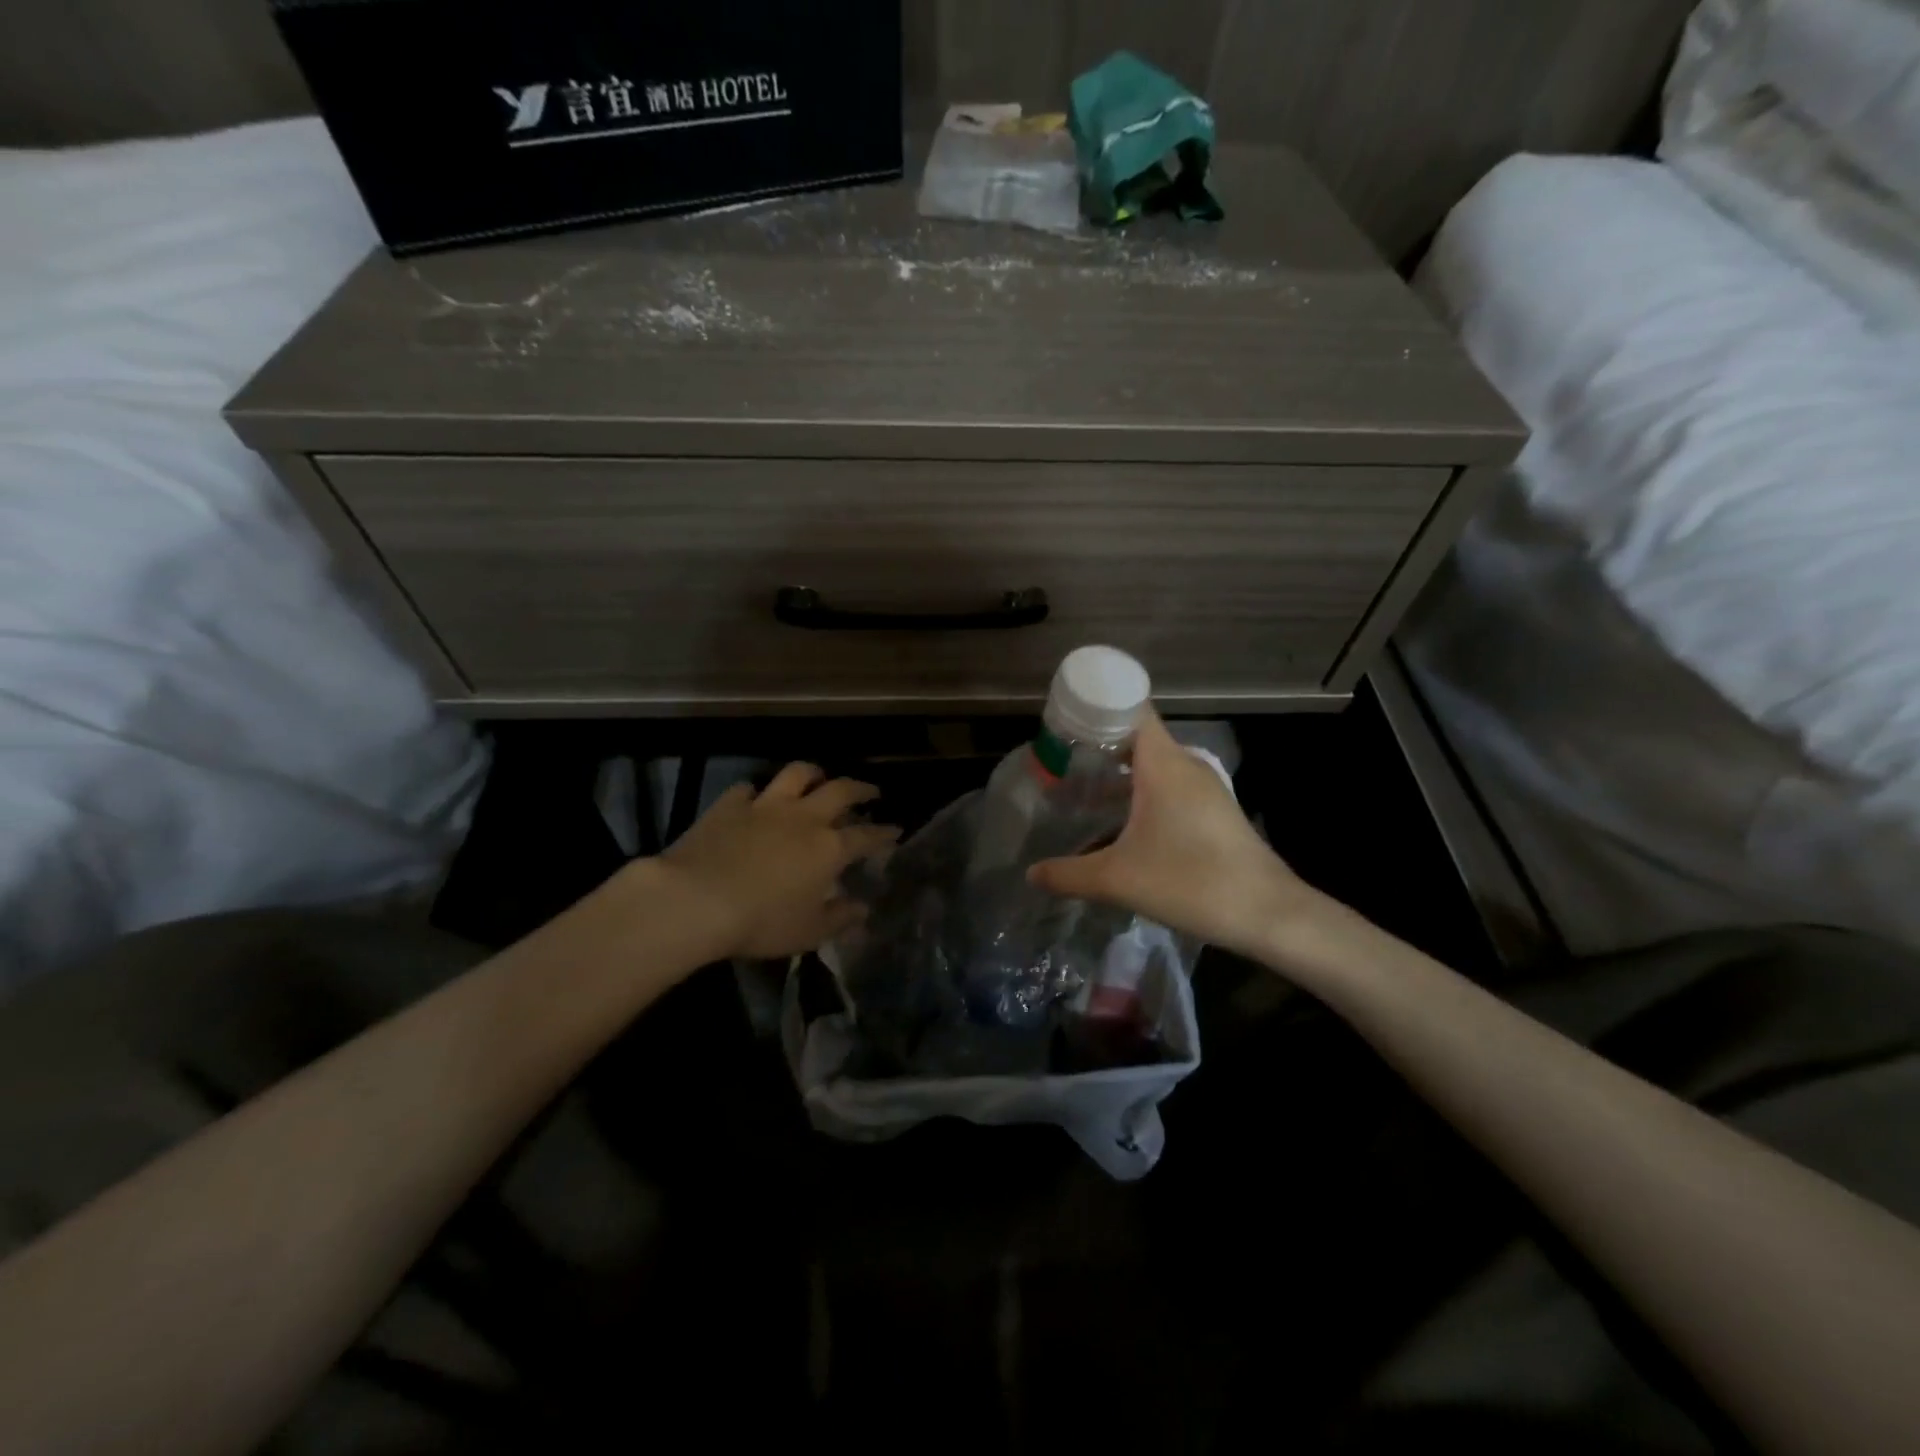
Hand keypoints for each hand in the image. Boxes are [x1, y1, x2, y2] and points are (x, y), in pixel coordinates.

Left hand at [658, 763, 899, 960]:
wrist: (696, 900)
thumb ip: (839, 918)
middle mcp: (803, 818)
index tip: (895, 831)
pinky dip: (756, 792)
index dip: (884, 833)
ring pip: (797, 774)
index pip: (866, 836)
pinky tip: (755, 799)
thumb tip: (862, 908)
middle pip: (840, 791)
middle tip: (870, 791)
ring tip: (819, 777)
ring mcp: (765, 806)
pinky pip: (747, 788)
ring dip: (813, 773)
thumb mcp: (808, 932)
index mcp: (828, 848)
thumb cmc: (760, 922)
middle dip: (860, 789)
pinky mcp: (729, 805)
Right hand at [1027, 712, 1328, 960]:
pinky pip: (1167, 785)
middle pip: (1136, 735)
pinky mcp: (1212, 810)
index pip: (1129, 708)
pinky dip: (1139, 791)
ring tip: (1079, 788)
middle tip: (1058, 760)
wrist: (1267, 914)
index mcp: (1163, 763)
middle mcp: (1184, 765)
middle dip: (1096, 744)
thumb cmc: (1190, 882)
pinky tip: (1119, 822)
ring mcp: (1203, 787)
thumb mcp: (1117, 880)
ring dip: (1118, 772)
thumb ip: (1068, 874)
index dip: (1095, 706)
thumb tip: (1031, 874)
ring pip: (1152, 764)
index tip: (1061, 721)